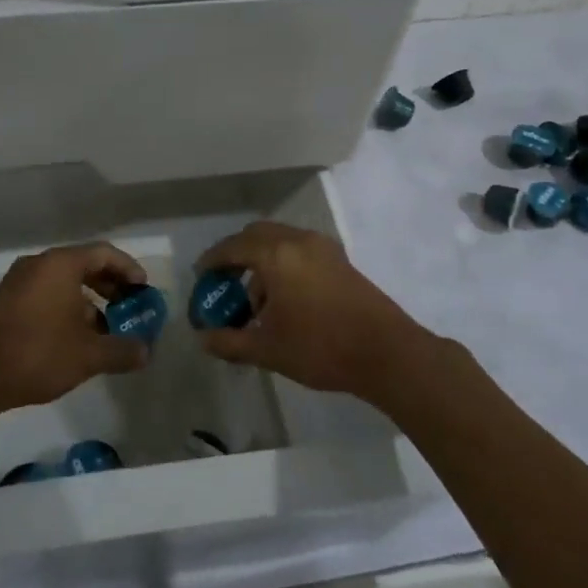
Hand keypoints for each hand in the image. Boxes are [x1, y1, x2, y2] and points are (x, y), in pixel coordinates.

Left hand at [0, 242, 150, 415]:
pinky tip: (74, 339)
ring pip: (64, 282)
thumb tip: (146, 351)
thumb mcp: (88, 356)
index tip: (143, 291)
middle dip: (110, 286)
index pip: (104, 253)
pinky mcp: (5, 301)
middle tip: (129, 308)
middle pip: (84, 264)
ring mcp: (18, 281)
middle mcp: (38, 264)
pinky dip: (66, 307)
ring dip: (89, 301)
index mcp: (60, 264)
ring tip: (105, 330)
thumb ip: (122, 350)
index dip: (129, 269)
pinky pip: (46, 293)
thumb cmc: (36, 355)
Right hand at [194, 221, 432, 398]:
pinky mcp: (340, 260)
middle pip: (257, 234)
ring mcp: (323, 248)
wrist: (386, 353)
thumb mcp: (268, 349)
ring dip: (261, 261)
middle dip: (236, 254)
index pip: (233, 247)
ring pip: (281, 241)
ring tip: (256, 302)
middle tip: (224, 281)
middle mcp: (298, 240)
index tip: (201, 275)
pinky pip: (300, 250)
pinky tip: (285, 300)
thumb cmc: (321, 347)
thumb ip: (230, 342)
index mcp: (276, 255)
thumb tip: (202, 340)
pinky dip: (283, 264)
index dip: (212, 260)